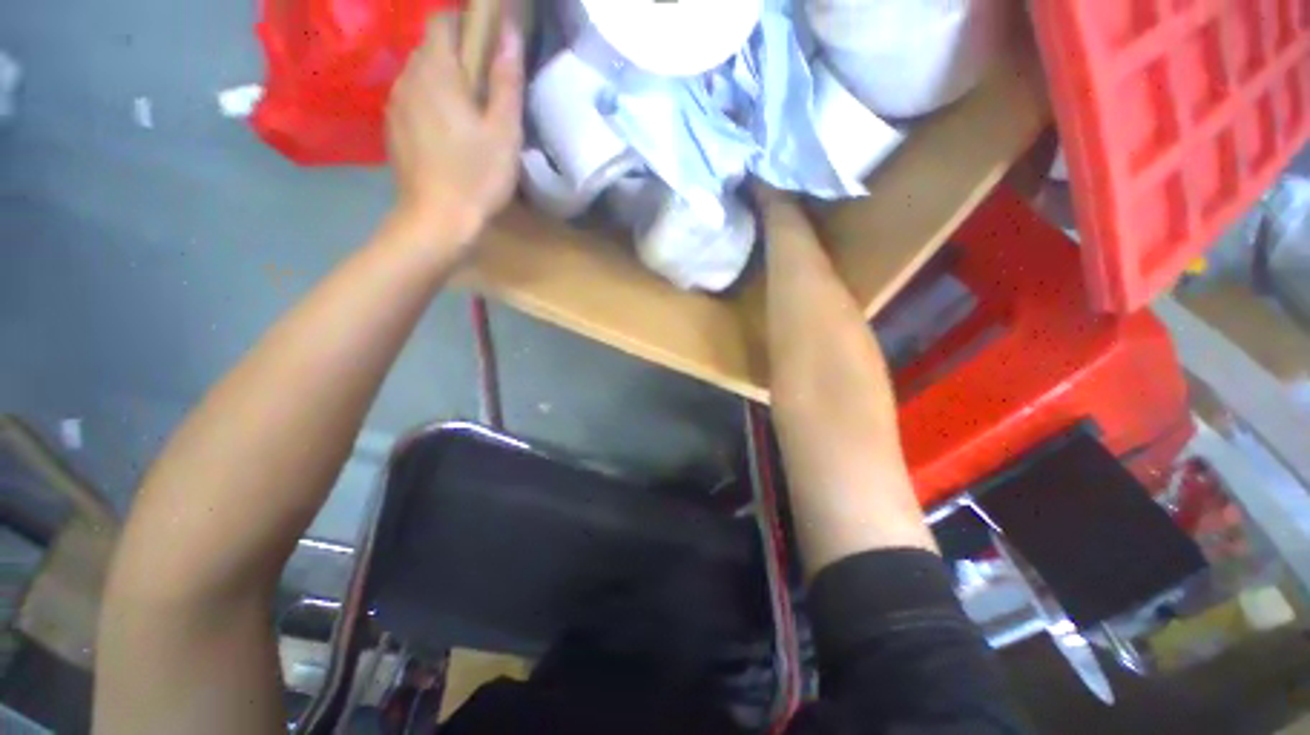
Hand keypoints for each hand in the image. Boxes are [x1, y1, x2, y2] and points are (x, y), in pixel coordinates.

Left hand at [386, 15, 523, 249]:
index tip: (488, 47)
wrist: (436, 220)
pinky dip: (429, 104)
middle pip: (430, 48)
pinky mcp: (392, 129)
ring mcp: (395, 104)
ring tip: (468, 116)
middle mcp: (407, 77)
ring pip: (418, 75)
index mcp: (436, 71)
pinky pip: (411, 100)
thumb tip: (509, 30)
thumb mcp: (504, 131)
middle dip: (457, 57)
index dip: (466, 24)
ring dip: (442, 83)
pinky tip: (447, 135)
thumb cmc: (477, 176)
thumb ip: (506, 79)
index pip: (442, 21)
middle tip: (486, 90)